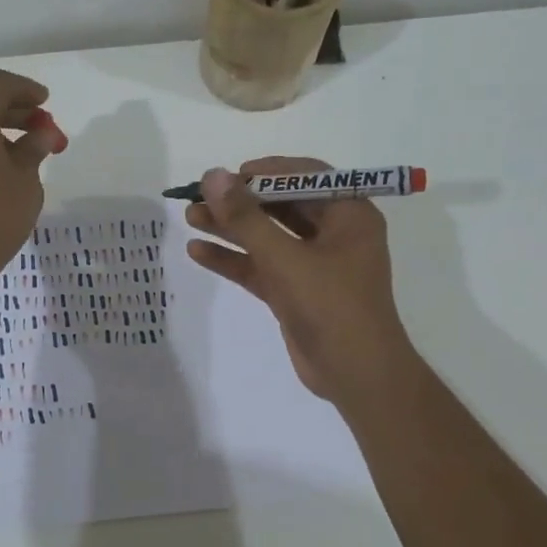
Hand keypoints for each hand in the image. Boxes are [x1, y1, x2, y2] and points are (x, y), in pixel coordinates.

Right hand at [186, 157, 416, 402]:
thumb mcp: (286, 258)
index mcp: (348, 215)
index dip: (265, 172)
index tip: (228, 176)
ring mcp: (313, 265)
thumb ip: (246, 218)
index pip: (305, 177)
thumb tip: (212, 176)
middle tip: (198, 196)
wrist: (356, 375)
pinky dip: (233, 259)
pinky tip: (198, 252)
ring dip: (230, 228)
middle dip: (239, 201)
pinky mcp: (295, 292)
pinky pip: (261, 266)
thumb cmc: (332, 306)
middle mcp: (333, 234)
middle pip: (280, 206)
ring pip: (266, 236)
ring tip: (189, 217)